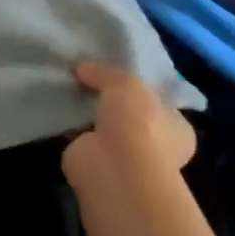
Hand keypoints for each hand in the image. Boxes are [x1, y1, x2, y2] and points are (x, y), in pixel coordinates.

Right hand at [62, 61, 196, 188]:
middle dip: (110, 100)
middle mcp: (155, 144)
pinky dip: (70, 125)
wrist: (115, 168)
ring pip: (104, 126)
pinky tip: (57, 106)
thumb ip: (104, 72)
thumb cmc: (138, 123)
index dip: (139, 87)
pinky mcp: (96, 162)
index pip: (160, 103)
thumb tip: (82, 67)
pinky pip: (81, 136)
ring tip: (67, 86)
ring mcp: (125, 156)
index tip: (116, 71)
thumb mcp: (124, 82)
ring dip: (88, 112)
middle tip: (86, 76)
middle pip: (130, 114)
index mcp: (176, 127)